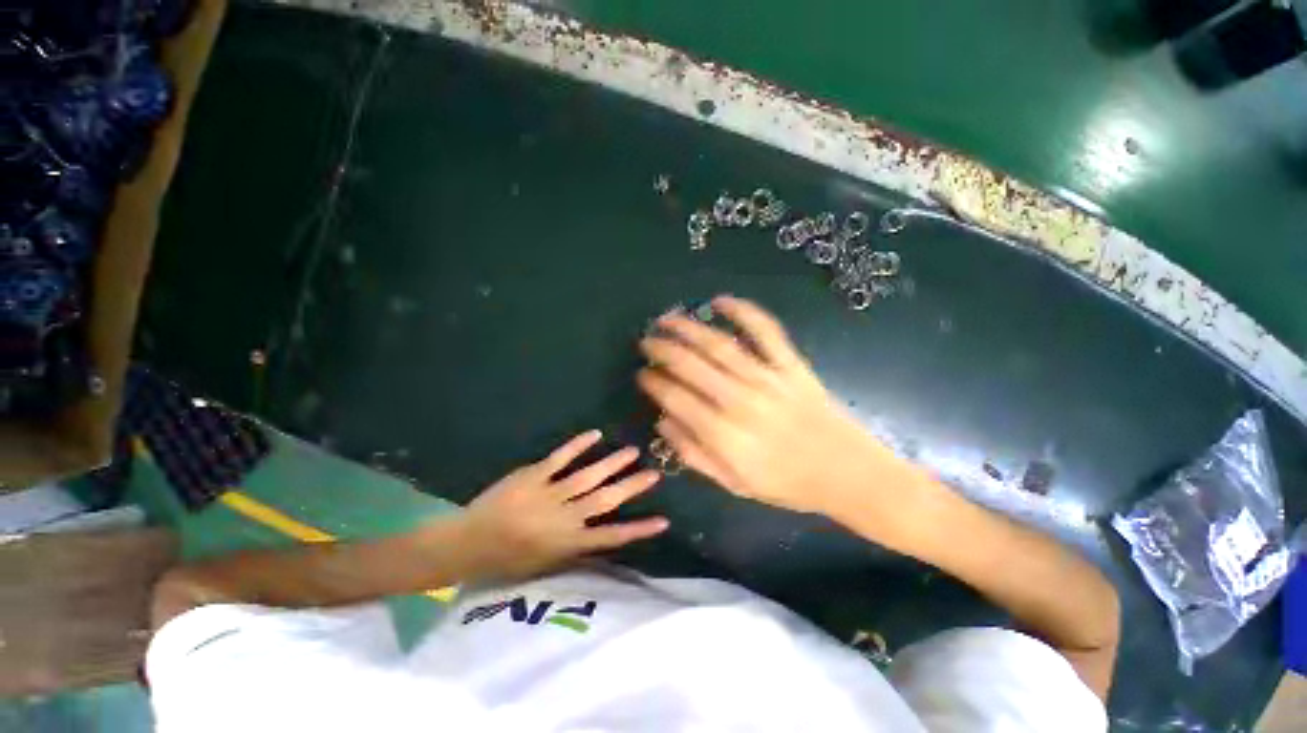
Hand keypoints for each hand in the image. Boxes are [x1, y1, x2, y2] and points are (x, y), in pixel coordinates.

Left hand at [458, 430, 668, 579]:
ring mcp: (549, 494)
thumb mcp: (545, 563)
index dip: (638, 529)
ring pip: (588, 477)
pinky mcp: (533, 475)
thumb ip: (574, 548)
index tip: (663, 520)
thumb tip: (602, 534)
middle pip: (606, 500)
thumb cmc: (507, 559)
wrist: (468, 543)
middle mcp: (565, 518)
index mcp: (568, 542)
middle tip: (654, 473)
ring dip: (612, 463)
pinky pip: (559, 458)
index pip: (611, 537)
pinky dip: (578, 446)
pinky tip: (595, 435)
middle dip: (632, 487)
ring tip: (633, 451)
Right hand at [638, 296, 910, 519]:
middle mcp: (740, 401)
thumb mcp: (733, 484)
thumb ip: (694, 454)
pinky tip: (720, 301)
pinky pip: (765, 331)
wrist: (848, 474)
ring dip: (687, 328)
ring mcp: (768, 379)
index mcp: (724, 435)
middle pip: (690, 365)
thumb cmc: (787, 484)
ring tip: (666, 319)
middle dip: (661, 349)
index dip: (654, 382)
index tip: (642, 374)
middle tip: (646, 341)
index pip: (675, 398)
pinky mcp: (791, 365)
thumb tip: (663, 422)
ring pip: (718, 345)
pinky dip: (743, 311)